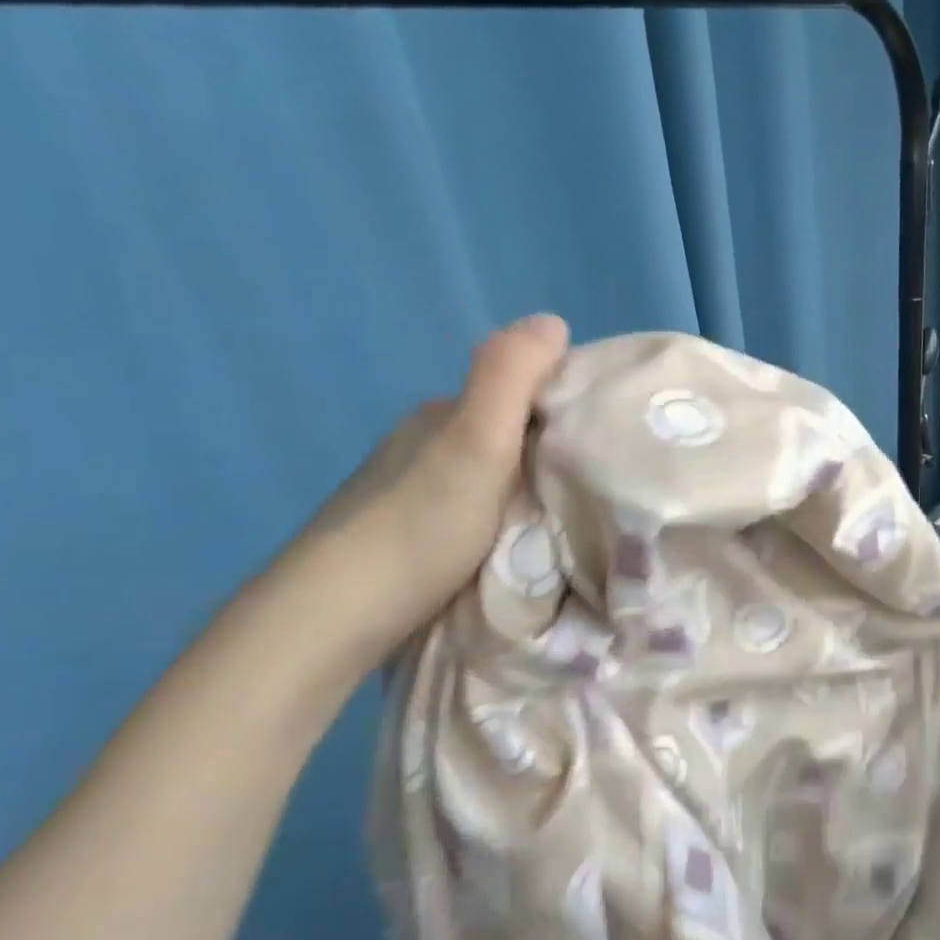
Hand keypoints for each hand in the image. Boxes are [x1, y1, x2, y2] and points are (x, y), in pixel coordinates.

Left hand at [278, 313, 569, 674]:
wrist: (331, 619)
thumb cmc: (419, 527)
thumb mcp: (476, 443)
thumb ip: (509, 377)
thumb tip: (551, 319)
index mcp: (443, 413)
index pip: (521, 390)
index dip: (567, 405)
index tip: (608, 440)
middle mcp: (423, 442)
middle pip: (507, 433)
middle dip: (551, 451)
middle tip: (597, 489)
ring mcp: (408, 491)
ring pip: (488, 475)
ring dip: (525, 488)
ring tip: (564, 521)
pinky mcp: (403, 536)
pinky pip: (470, 510)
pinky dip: (499, 518)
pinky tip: (512, 547)